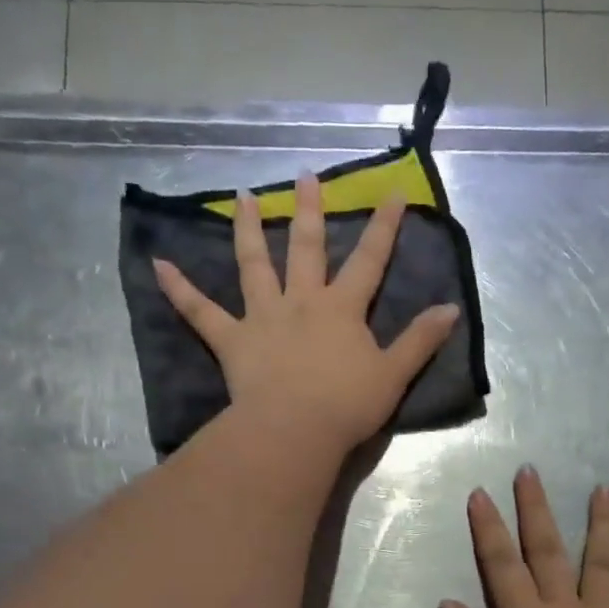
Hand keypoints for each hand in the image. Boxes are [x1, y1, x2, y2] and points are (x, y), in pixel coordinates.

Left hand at [153, 173, 460, 455]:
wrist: (296, 430)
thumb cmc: (348, 405)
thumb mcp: (394, 375)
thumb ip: (420, 340)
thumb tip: (451, 309)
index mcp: (343, 309)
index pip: (369, 260)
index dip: (384, 227)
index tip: (393, 192)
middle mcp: (302, 302)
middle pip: (306, 248)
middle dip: (309, 211)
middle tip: (304, 176)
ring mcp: (263, 318)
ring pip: (253, 265)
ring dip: (245, 229)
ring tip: (240, 198)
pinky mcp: (233, 341)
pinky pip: (200, 312)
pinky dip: (179, 289)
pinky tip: (157, 264)